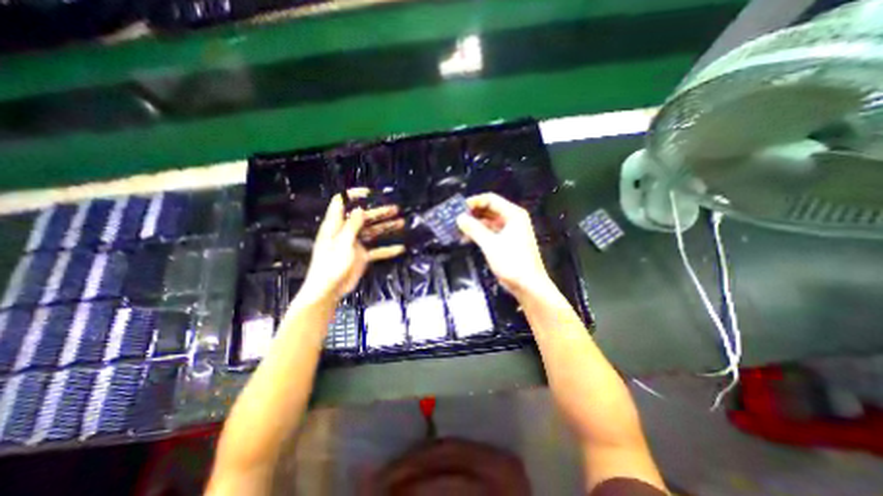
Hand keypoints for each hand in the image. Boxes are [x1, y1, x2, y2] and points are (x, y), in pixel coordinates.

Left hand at [299, 191, 402, 300]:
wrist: (329, 290)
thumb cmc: (331, 265)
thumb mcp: (342, 242)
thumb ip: (352, 225)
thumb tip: (359, 209)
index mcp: (336, 225)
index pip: (341, 203)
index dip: (353, 195)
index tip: (369, 193)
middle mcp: (346, 232)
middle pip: (364, 217)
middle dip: (379, 212)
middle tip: (395, 209)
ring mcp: (355, 244)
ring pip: (373, 232)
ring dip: (386, 228)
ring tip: (401, 223)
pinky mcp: (362, 256)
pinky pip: (377, 250)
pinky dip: (387, 249)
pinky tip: (399, 248)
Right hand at [455, 192, 549, 294]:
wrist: (529, 285)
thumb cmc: (512, 262)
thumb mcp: (490, 244)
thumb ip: (474, 229)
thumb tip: (459, 218)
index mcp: (513, 214)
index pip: (491, 200)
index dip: (474, 202)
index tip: (458, 208)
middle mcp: (513, 219)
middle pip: (489, 210)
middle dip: (472, 213)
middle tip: (456, 218)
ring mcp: (510, 231)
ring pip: (488, 222)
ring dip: (474, 225)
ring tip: (458, 229)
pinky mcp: (507, 242)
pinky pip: (490, 232)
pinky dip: (479, 234)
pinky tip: (467, 238)